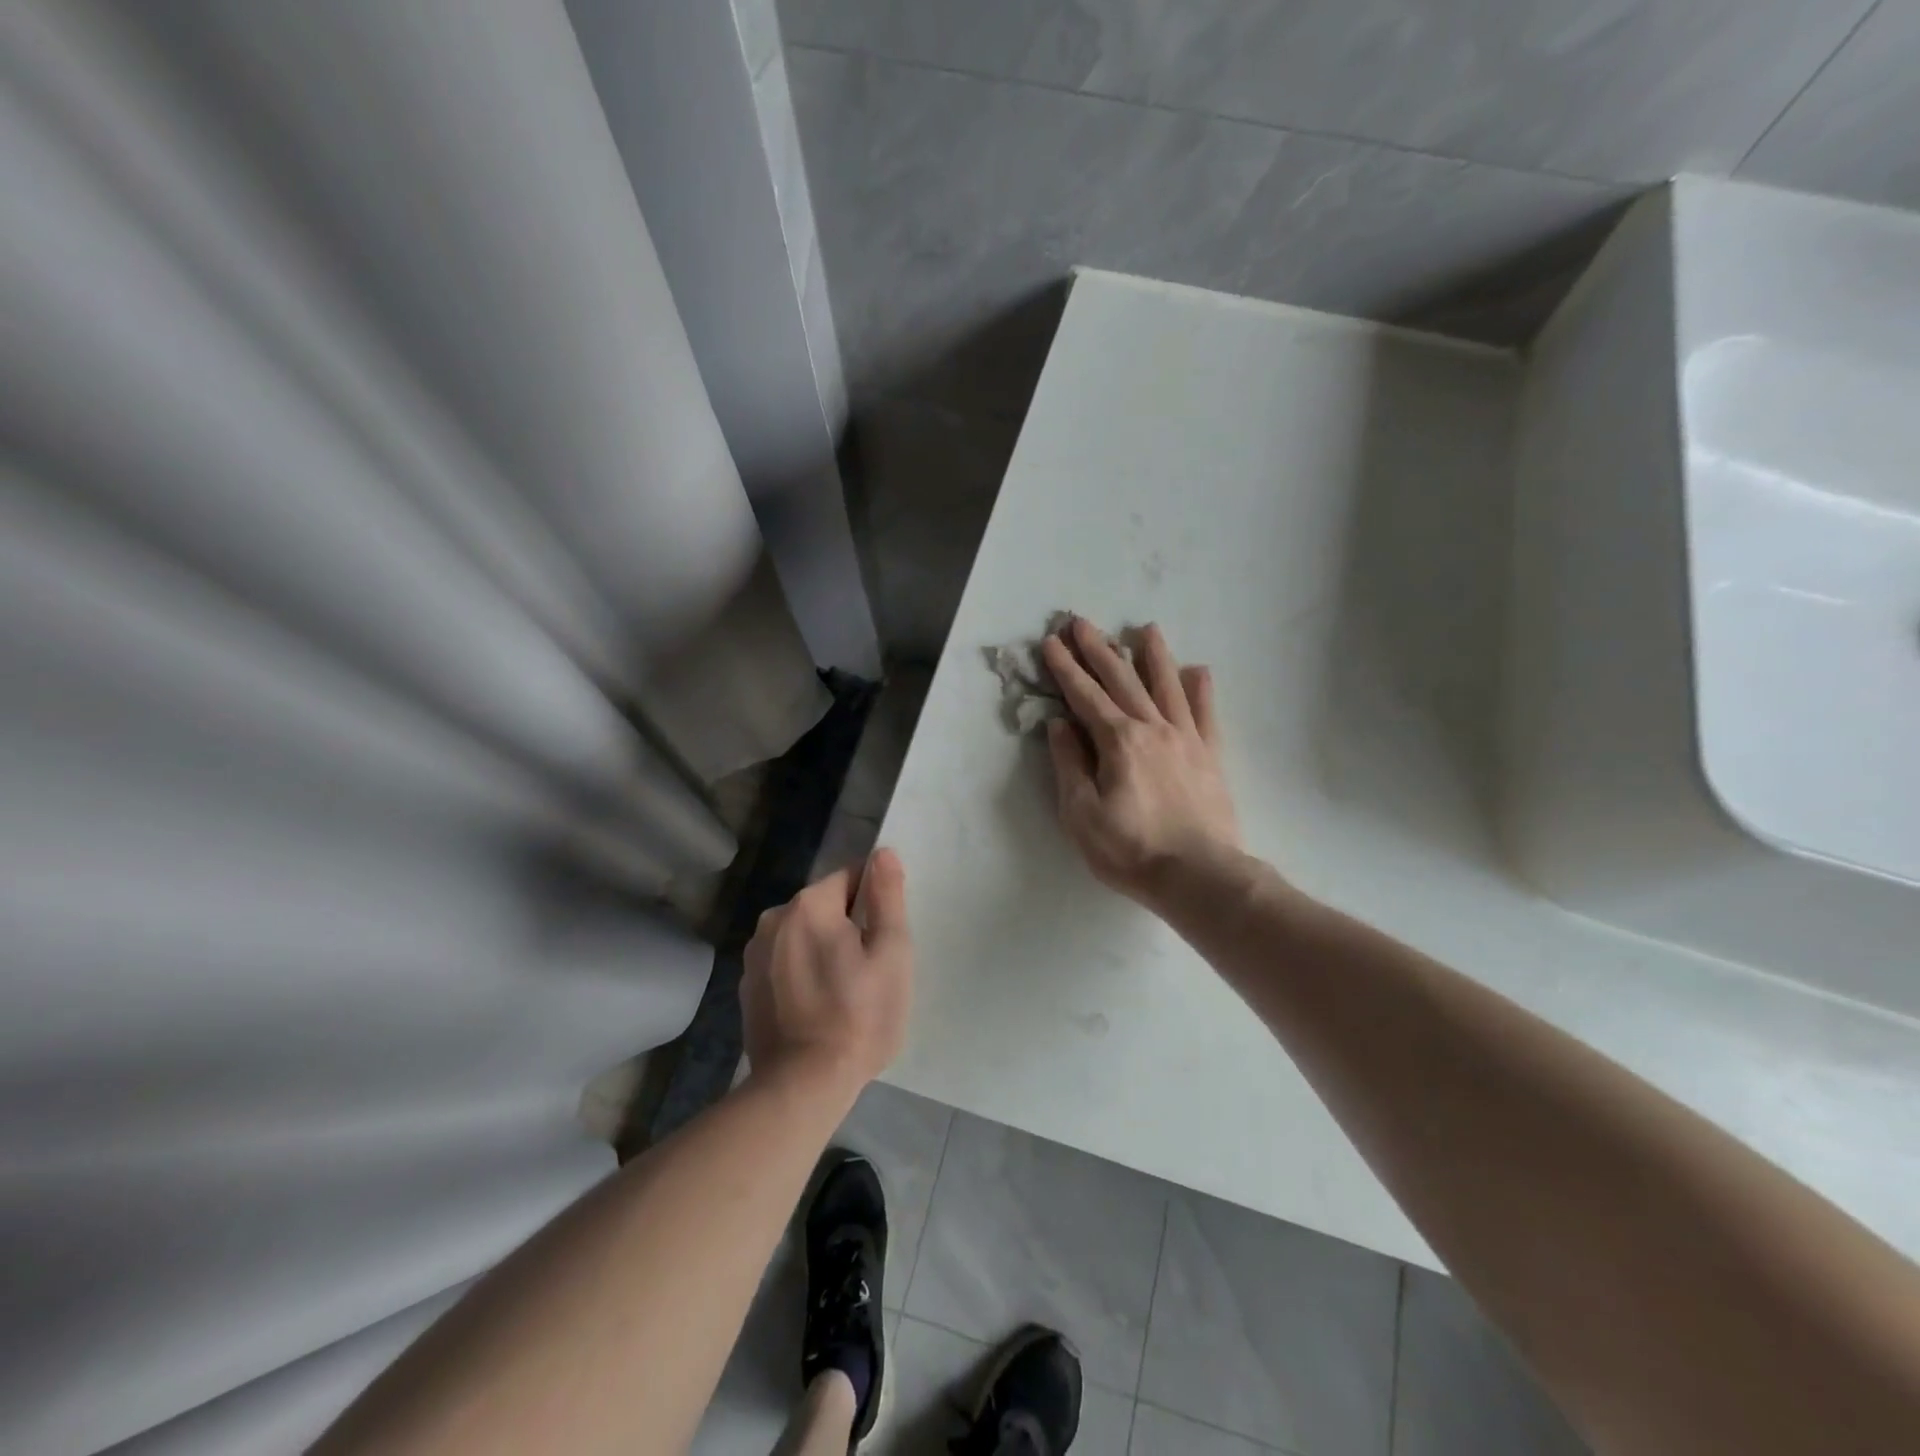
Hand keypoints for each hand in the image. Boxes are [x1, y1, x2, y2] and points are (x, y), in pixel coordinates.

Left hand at [741, 848, 913, 1096]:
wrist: (802, 1086)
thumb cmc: (859, 1016)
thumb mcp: (891, 953)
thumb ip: (888, 897)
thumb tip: (883, 852)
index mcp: (808, 905)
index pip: (850, 878)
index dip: (874, 903)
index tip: (885, 939)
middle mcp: (773, 919)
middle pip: (824, 907)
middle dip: (848, 927)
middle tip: (870, 972)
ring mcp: (754, 956)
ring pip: (803, 936)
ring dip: (823, 950)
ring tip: (844, 994)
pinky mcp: (746, 988)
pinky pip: (784, 964)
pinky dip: (802, 974)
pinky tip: (817, 1008)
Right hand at [1042, 617, 1240, 907]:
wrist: (1199, 876)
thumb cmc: (1130, 849)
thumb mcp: (1081, 814)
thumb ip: (1070, 764)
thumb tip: (1060, 724)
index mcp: (1118, 741)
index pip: (1084, 695)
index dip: (1065, 667)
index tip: (1050, 641)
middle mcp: (1152, 728)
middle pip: (1122, 679)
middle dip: (1099, 649)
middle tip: (1082, 621)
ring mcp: (1186, 738)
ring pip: (1167, 686)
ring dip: (1153, 655)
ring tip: (1146, 628)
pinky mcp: (1210, 755)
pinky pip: (1205, 713)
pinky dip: (1200, 689)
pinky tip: (1198, 670)